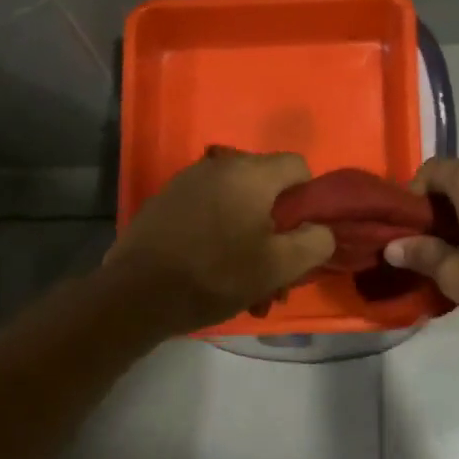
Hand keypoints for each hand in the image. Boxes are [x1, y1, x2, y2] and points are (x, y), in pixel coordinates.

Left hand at [105, 149, 334, 334]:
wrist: (137, 294)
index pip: (298, 165)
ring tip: (243, 280)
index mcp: (250, 173)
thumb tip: (321, 230)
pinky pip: (207, 211)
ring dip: (248, 236)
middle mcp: (218, 165)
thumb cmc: (216, 275)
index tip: (299, 236)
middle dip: (276, 227)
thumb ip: (315, 242)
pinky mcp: (164, 202)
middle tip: (273, 270)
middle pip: (265, 187)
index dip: (308, 200)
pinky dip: (218, 234)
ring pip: (236, 203)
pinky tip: (211, 269)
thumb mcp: (279, 266)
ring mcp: (186, 181)